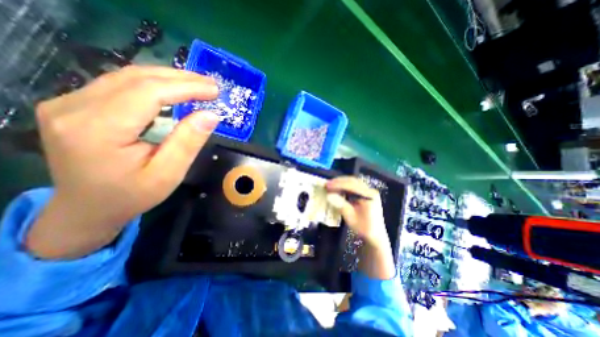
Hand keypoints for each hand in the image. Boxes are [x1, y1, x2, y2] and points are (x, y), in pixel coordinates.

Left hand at [26, 66, 218, 260]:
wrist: (87, 208)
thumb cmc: (132, 195)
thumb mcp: (168, 174)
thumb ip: (188, 142)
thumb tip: (211, 115)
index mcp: (98, 130)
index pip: (148, 93)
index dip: (186, 88)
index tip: (214, 90)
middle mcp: (74, 108)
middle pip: (136, 78)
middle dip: (180, 78)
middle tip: (211, 85)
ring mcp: (69, 102)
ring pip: (127, 76)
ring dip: (168, 78)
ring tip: (198, 85)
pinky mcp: (75, 104)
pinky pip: (120, 84)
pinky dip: (153, 84)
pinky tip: (173, 89)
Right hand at [326, 178, 386, 246]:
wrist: (375, 236)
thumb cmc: (363, 228)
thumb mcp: (351, 217)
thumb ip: (340, 205)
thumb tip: (329, 195)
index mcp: (369, 196)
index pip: (352, 185)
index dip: (338, 184)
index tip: (327, 185)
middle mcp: (370, 191)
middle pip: (353, 181)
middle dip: (339, 182)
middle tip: (327, 184)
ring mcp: (368, 192)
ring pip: (353, 182)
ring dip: (341, 183)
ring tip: (331, 185)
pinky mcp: (366, 194)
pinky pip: (354, 187)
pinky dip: (345, 187)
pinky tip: (338, 189)